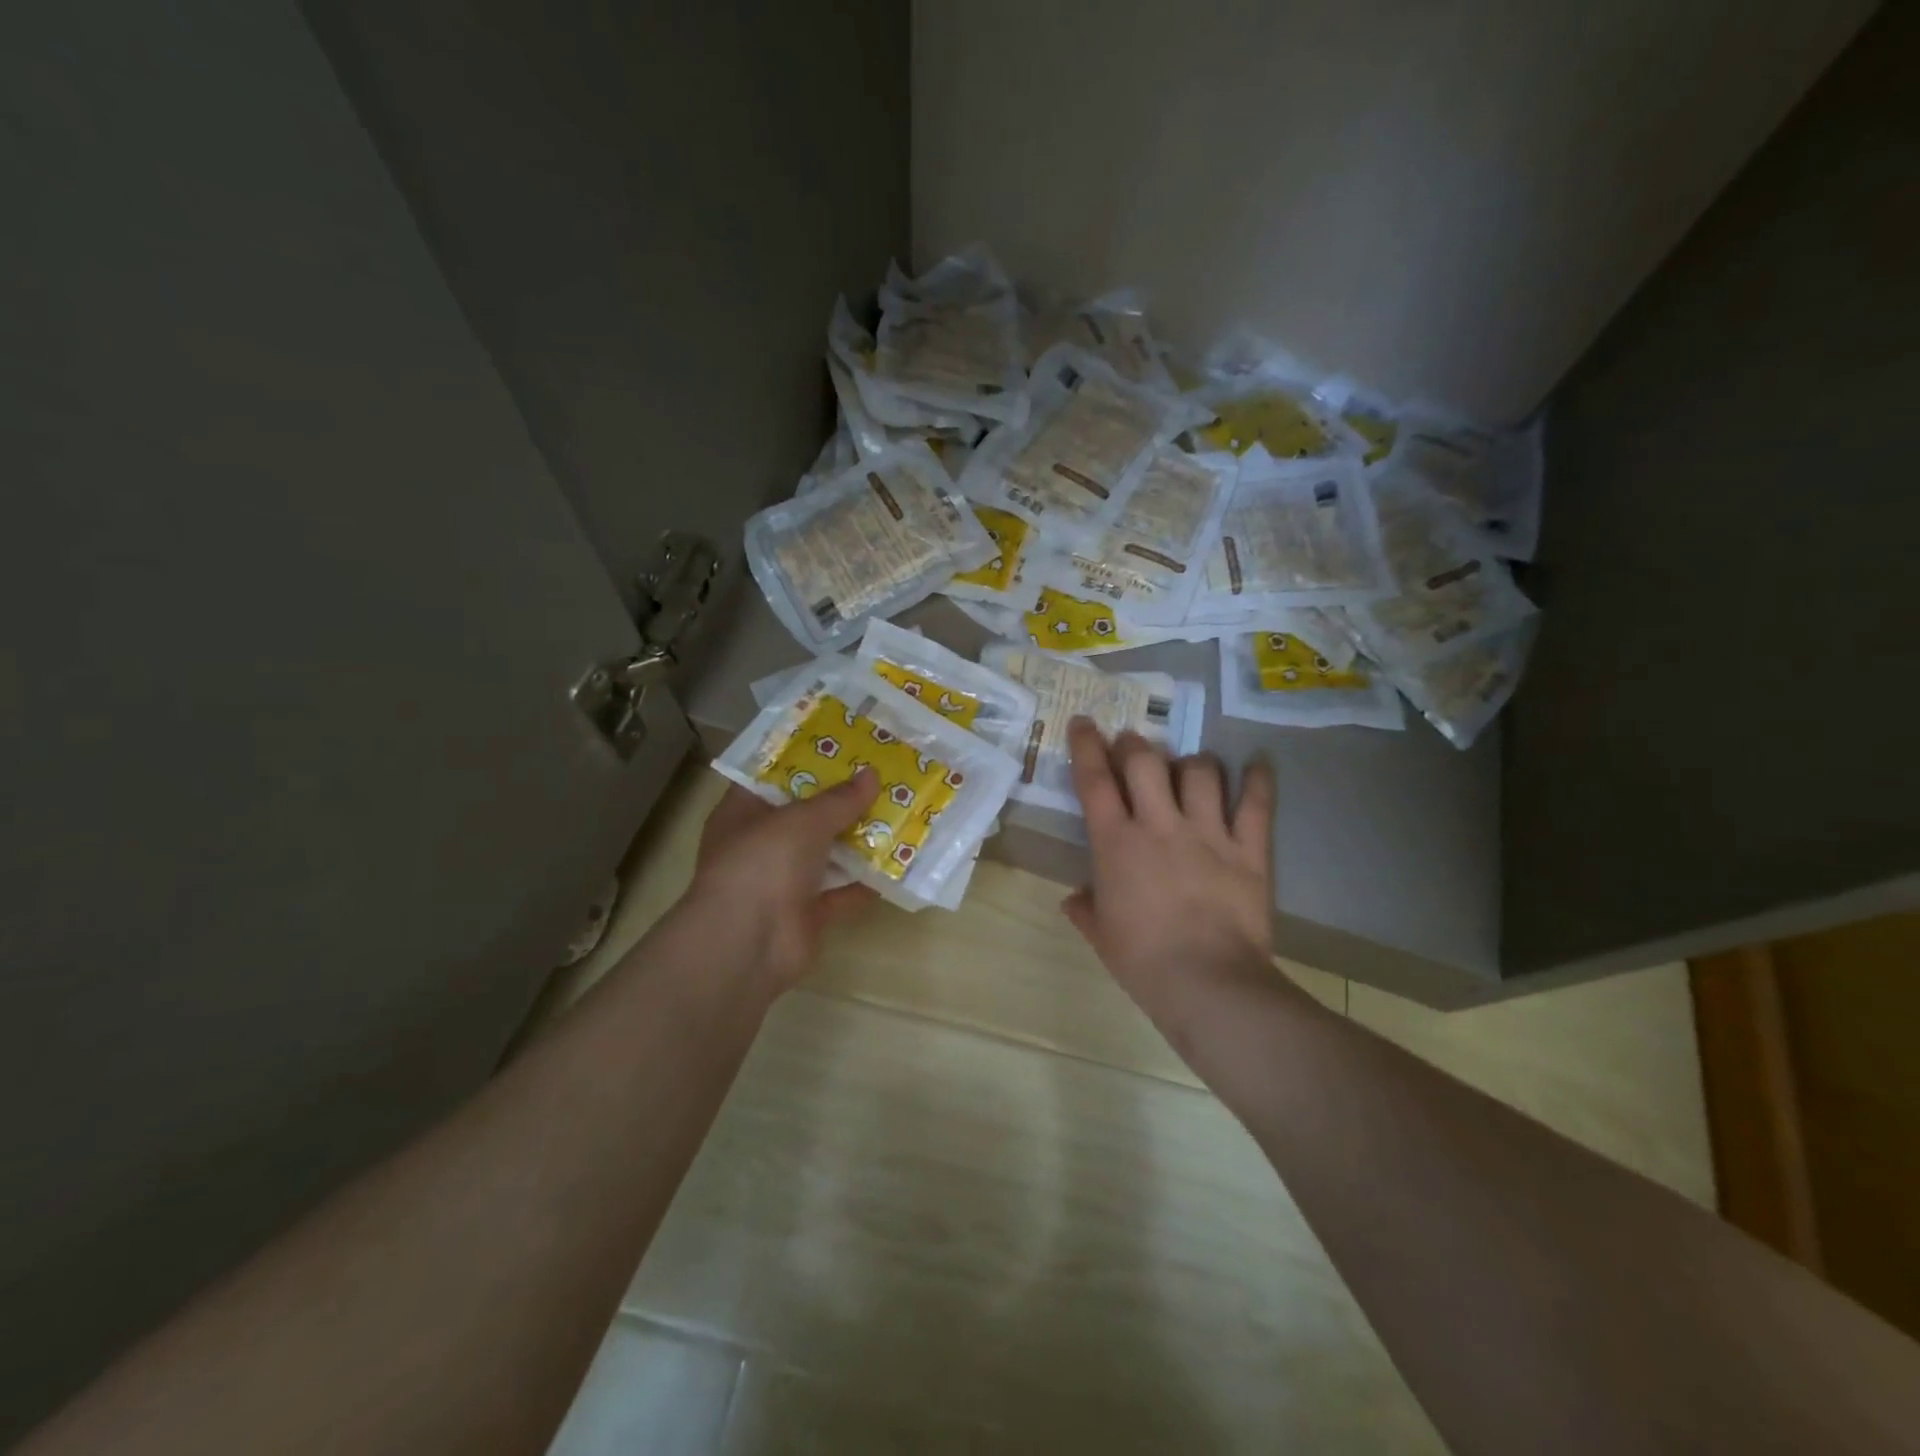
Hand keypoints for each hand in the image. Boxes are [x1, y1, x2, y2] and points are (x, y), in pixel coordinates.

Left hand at [685, 771, 880, 988]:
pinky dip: (865, 881)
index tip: (840, 744)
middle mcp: (760, 844)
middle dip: (840, 799)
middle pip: (804, 815)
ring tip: (897, 810)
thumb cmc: (763, 862)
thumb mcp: (804, 819)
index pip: (772, 777)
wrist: (749, 943)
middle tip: (879, 774)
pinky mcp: (806, 912)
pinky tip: (898, 861)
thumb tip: (871, 774)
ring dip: (857, 838)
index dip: (804, 760)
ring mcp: (782, 881)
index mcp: (743, 813)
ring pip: (825, 853)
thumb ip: (840, 798)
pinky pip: (841, 891)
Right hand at [1063, 718, 1275, 1002]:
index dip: (1085, 746)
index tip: (1083, 722)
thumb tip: (1075, 897)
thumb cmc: (1142, 961)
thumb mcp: (1100, 935)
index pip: (1094, 780)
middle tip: (1133, 746)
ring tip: (1190, 767)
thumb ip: (1084, 908)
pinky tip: (1258, 763)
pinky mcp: (1248, 849)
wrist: (1207, 983)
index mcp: (1116, 843)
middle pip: (1145, 761)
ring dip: (1191, 762)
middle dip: (1135, 744)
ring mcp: (1208, 833)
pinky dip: (1259, 780)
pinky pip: (1256, 804)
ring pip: (1201, 771)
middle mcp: (1160, 825)